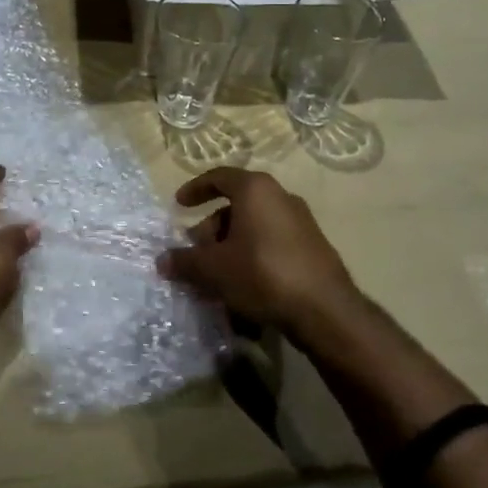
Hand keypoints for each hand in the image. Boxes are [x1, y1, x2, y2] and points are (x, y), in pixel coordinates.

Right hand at [158, 167, 363, 341]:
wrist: (325, 310)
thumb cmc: (263, 274)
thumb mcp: (214, 269)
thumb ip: (185, 261)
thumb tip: (162, 260)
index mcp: (256, 189)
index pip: (219, 177)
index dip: (195, 189)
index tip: (179, 205)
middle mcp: (281, 197)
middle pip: (236, 205)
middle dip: (211, 228)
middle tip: (196, 253)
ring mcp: (301, 222)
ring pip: (254, 226)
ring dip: (231, 245)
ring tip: (216, 275)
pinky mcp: (312, 247)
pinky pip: (272, 243)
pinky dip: (252, 255)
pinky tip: (243, 286)